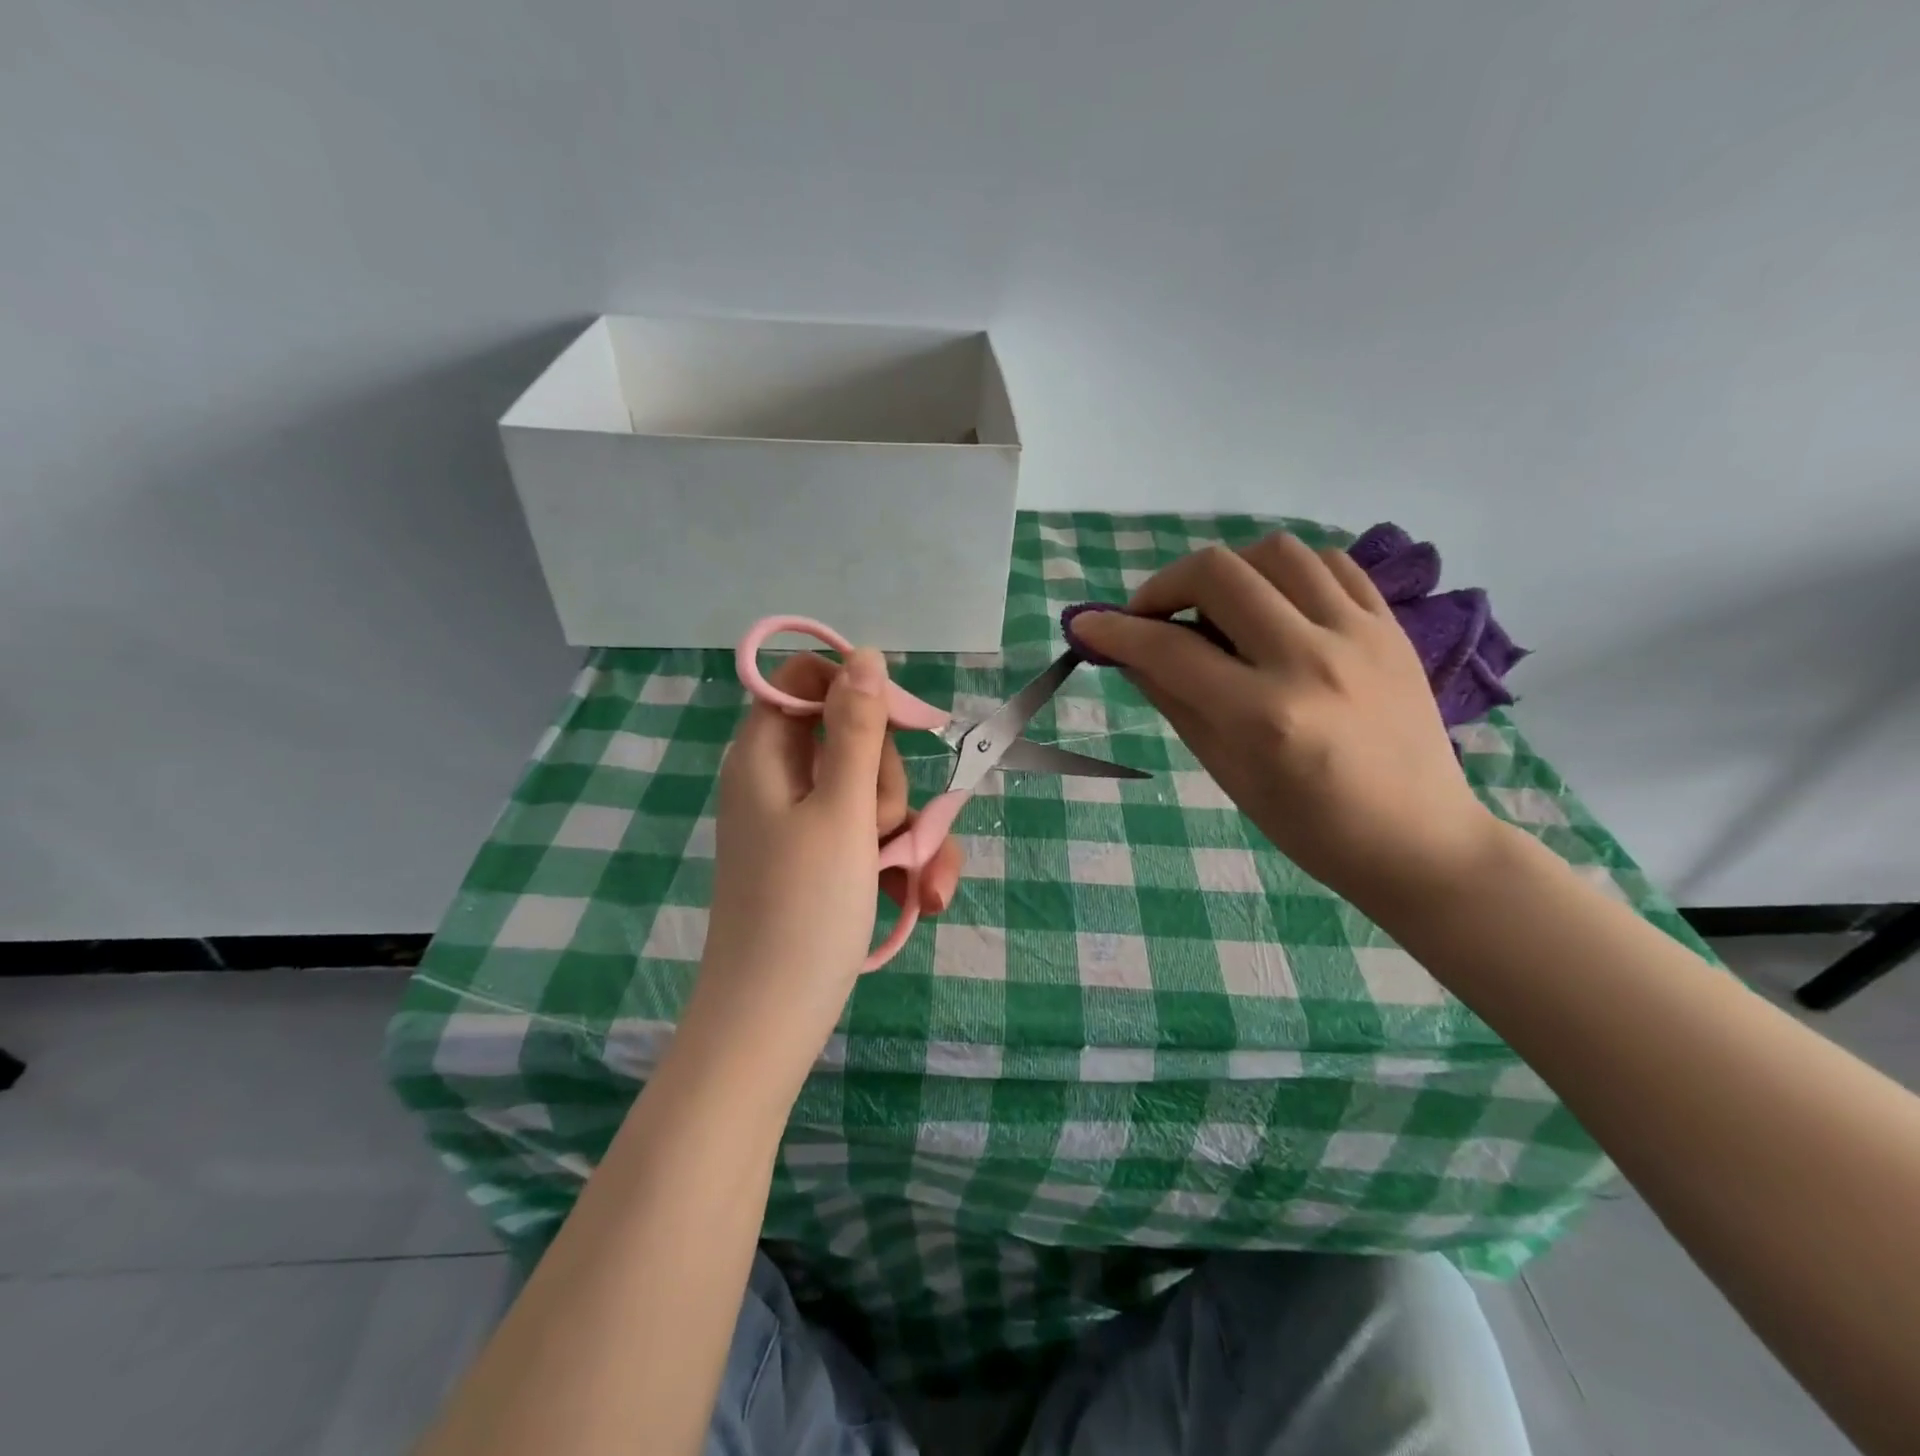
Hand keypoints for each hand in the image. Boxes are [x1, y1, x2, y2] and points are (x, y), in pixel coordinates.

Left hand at [686, 650, 964, 1072]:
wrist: (772, 1020)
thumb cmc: (804, 909)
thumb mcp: (842, 811)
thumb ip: (856, 730)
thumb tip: (865, 656)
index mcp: (765, 754)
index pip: (806, 679)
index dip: (858, 691)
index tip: (904, 725)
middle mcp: (780, 779)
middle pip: (852, 738)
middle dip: (888, 781)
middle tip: (885, 827)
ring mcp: (802, 822)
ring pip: (872, 792)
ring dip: (907, 830)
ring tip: (911, 879)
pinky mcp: (822, 860)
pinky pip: (869, 835)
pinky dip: (897, 860)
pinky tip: (920, 896)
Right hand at [1071, 533, 1504, 912]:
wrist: (1418, 839)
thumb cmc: (1310, 826)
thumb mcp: (1227, 773)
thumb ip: (1175, 701)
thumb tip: (1129, 653)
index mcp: (1263, 716)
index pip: (1169, 649)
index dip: (1115, 632)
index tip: (1087, 626)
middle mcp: (1311, 660)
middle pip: (1219, 573)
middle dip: (1164, 585)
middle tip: (1152, 616)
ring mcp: (1359, 636)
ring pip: (1276, 552)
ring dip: (1227, 570)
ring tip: (1216, 606)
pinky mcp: (1391, 627)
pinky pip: (1331, 564)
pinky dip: (1286, 572)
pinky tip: (1273, 603)